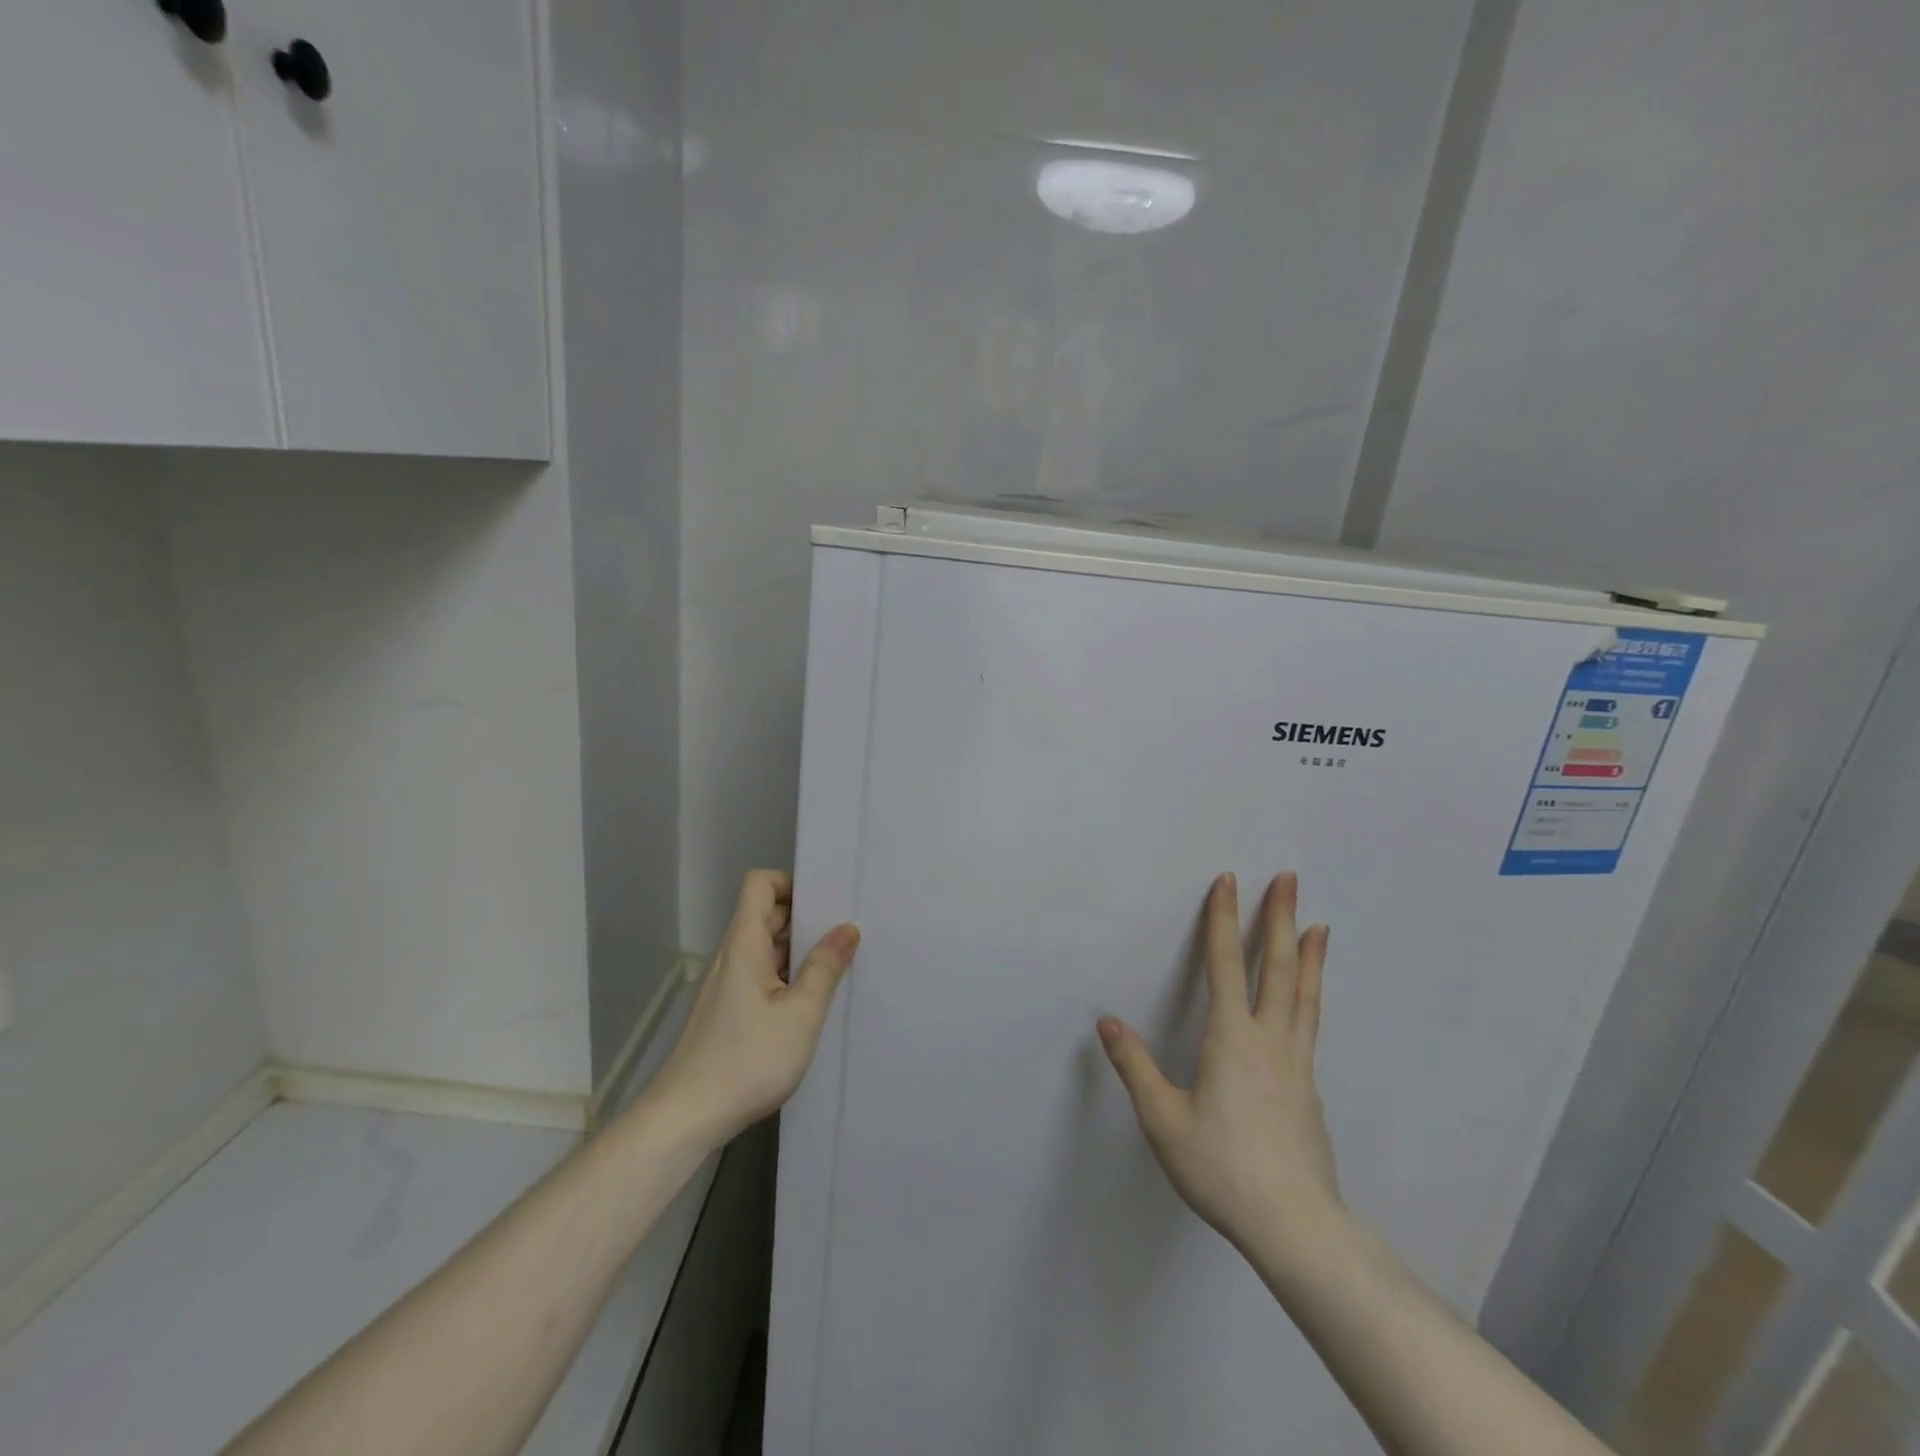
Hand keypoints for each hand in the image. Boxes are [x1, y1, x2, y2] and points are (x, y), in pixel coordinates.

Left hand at [651, 870, 859, 1146]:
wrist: (687, 1116)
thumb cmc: (747, 1059)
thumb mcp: (800, 1014)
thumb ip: (825, 968)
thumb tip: (847, 929)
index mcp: (745, 943)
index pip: (760, 884)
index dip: (791, 883)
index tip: (825, 902)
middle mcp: (731, 955)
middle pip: (765, 914)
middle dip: (804, 917)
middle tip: (845, 932)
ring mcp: (726, 984)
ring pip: (764, 948)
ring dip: (797, 950)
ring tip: (837, 965)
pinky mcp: (725, 1011)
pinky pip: (759, 975)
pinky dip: (785, 976)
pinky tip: (810, 1001)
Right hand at [1098, 872, 1341, 1260]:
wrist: (1296, 1227)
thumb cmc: (1222, 1168)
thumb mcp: (1163, 1119)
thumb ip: (1135, 1067)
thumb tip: (1107, 1023)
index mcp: (1231, 1039)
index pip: (1225, 965)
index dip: (1223, 920)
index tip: (1228, 882)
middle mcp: (1269, 1040)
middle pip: (1278, 967)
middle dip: (1280, 918)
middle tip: (1290, 879)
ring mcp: (1296, 1065)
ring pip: (1304, 995)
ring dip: (1309, 955)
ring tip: (1319, 925)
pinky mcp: (1309, 1089)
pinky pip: (1309, 1025)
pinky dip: (1310, 995)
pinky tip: (1307, 1000)